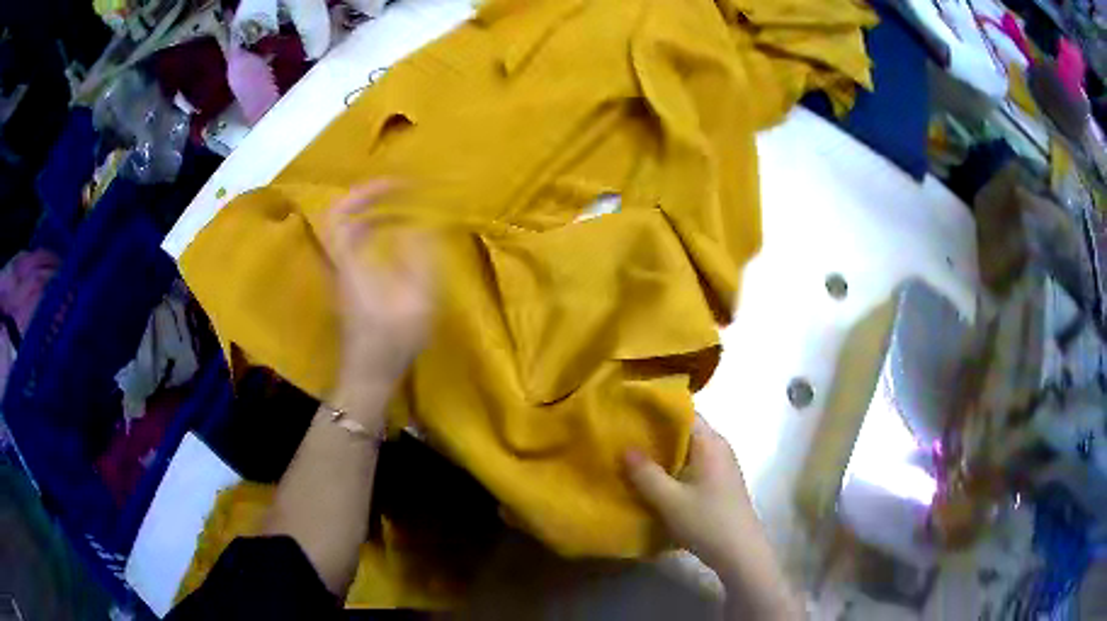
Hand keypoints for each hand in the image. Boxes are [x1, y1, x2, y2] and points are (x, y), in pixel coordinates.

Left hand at [325, 181, 433, 420]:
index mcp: (350, 264)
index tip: (396, 184)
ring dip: (371, 214)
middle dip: (370, 198)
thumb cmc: (392, 342)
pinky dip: (373, 231)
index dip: (364, 193)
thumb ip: (420, 259)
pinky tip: (396, 239)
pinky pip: (356, 245)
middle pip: (342, 218)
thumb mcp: (417, 301)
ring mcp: (344, 275)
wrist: (369, 376)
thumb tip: (420, 226)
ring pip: (348, 232)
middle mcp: (341, 264)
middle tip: (400, 192)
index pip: (341, 215)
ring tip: (401, 207)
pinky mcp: (351, 286)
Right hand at [624, 416, 755, 571]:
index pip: (683, 412)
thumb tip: (625, 448)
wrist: (740, 552)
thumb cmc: (706, 521)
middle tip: (624, 439)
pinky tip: (656, 481)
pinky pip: (693, 465)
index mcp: (710, 442)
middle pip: (685, 430)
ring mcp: (722, 465)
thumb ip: (645, 474)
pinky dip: (674, 468)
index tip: (629, 415)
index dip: (656, 411)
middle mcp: (719, 447)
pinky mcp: (720, 483)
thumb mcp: (669, 500)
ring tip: (634, 460)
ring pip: (688, 450)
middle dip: (655, 434)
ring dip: (664, 454)